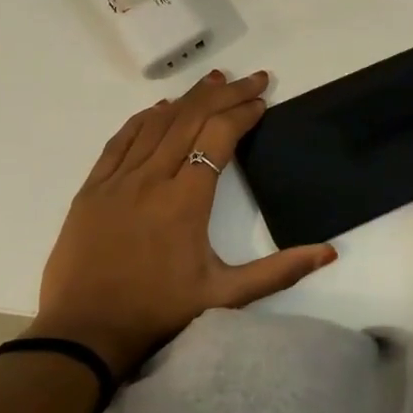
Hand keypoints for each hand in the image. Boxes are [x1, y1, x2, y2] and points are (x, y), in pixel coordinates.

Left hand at [29, 69, 336, 374]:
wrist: (83, 334)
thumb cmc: (158, 314)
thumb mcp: (225, 296)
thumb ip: (279, 271)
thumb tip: (329, 252)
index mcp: (186, 200)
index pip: (219, 137)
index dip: (243, 113)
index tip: (263, 100)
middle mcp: (151, 178)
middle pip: (191, 119)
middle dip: (225, 93)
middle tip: (252, 78)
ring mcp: (117, 180)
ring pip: (157, 123)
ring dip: (188, 98)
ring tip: (214, 79)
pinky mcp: (92, 189)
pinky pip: (121, 141)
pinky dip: (144, 119)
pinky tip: (159, 109)